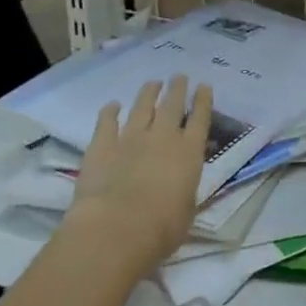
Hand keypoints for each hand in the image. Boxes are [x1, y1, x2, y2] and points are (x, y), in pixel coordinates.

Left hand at [64, 77, 212, 276]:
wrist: (116, 229)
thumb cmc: (161, 228)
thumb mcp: (187, 211)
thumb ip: (185, 192)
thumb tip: (181, 187)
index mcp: (189, 153)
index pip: (200, 119)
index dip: (203, 101)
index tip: (204, 86)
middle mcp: (162, 138)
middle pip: (172, 105)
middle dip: (177, 89)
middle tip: (179, 76)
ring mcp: (130, 138)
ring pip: (142, 107)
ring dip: (148, 93)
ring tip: (153, 83)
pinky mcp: (102, 145)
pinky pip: (107, 122)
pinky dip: (110, 112)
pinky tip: (112, 105)